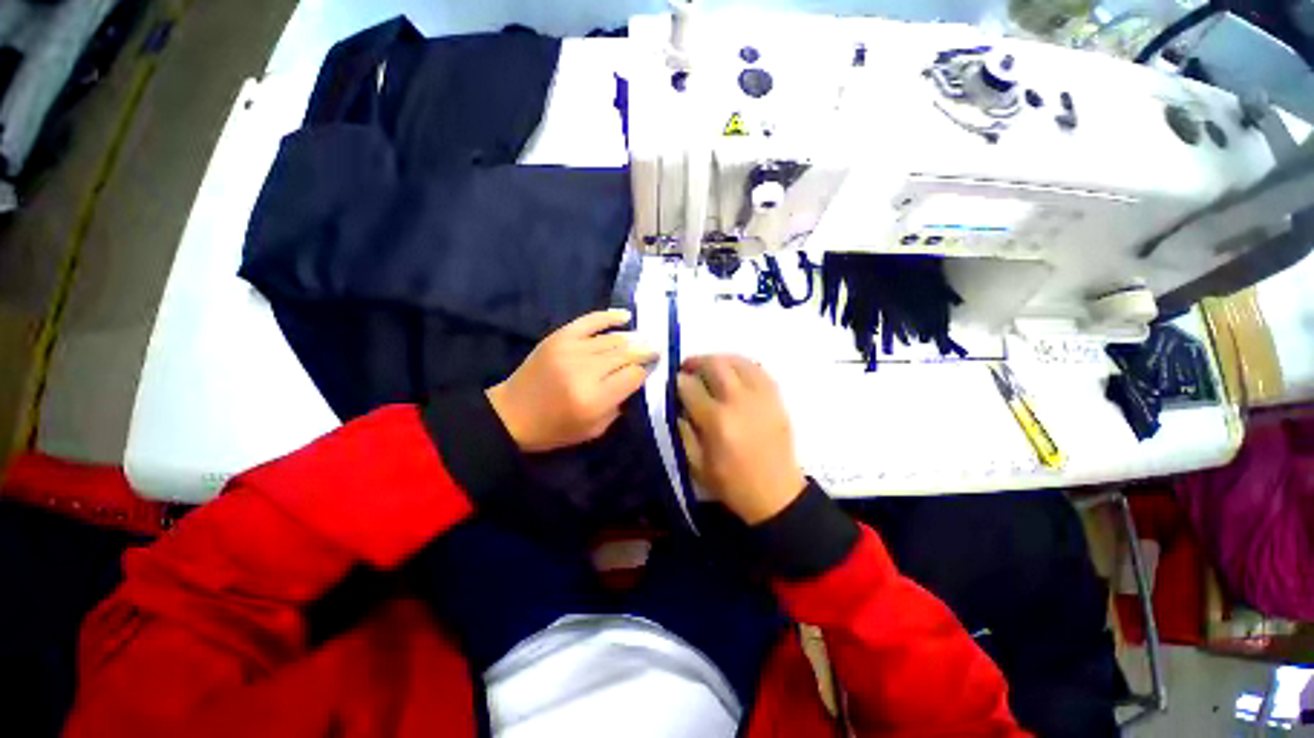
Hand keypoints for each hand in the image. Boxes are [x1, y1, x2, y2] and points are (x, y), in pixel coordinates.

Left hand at [488, 310, 657, 452]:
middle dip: (645, 351)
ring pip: (613, 339)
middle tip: (656, 350)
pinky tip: (626, 316)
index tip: (648, 371)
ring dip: (633, 338)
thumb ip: (619, 405)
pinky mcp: (559, 337)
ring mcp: (571, 349)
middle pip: (627, 353)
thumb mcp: (594, 430)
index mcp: (594, 398)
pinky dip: (610, 317)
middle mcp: (585, 370)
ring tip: (645, 339)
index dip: (644, 372)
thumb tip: (636, 379)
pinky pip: (590, 321)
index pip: (633, 375)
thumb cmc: (554, 428)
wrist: (511, 413)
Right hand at [676, 355, 806, 523]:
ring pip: (737, 361)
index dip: (678, 380)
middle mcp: (738, 401)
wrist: (776, 494)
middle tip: (687, 368)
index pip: (690, 386)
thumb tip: (678, 405)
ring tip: (709, 367)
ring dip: (718, 359)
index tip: (674, 381)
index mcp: (716, 420)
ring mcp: (761, 396)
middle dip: (696, 362)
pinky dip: (741, 365)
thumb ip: (682, 431)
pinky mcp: (776, 398)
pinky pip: (758, 369)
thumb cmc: (732, 483)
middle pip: (714, 364)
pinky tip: (733, 371)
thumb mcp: (696, 465)